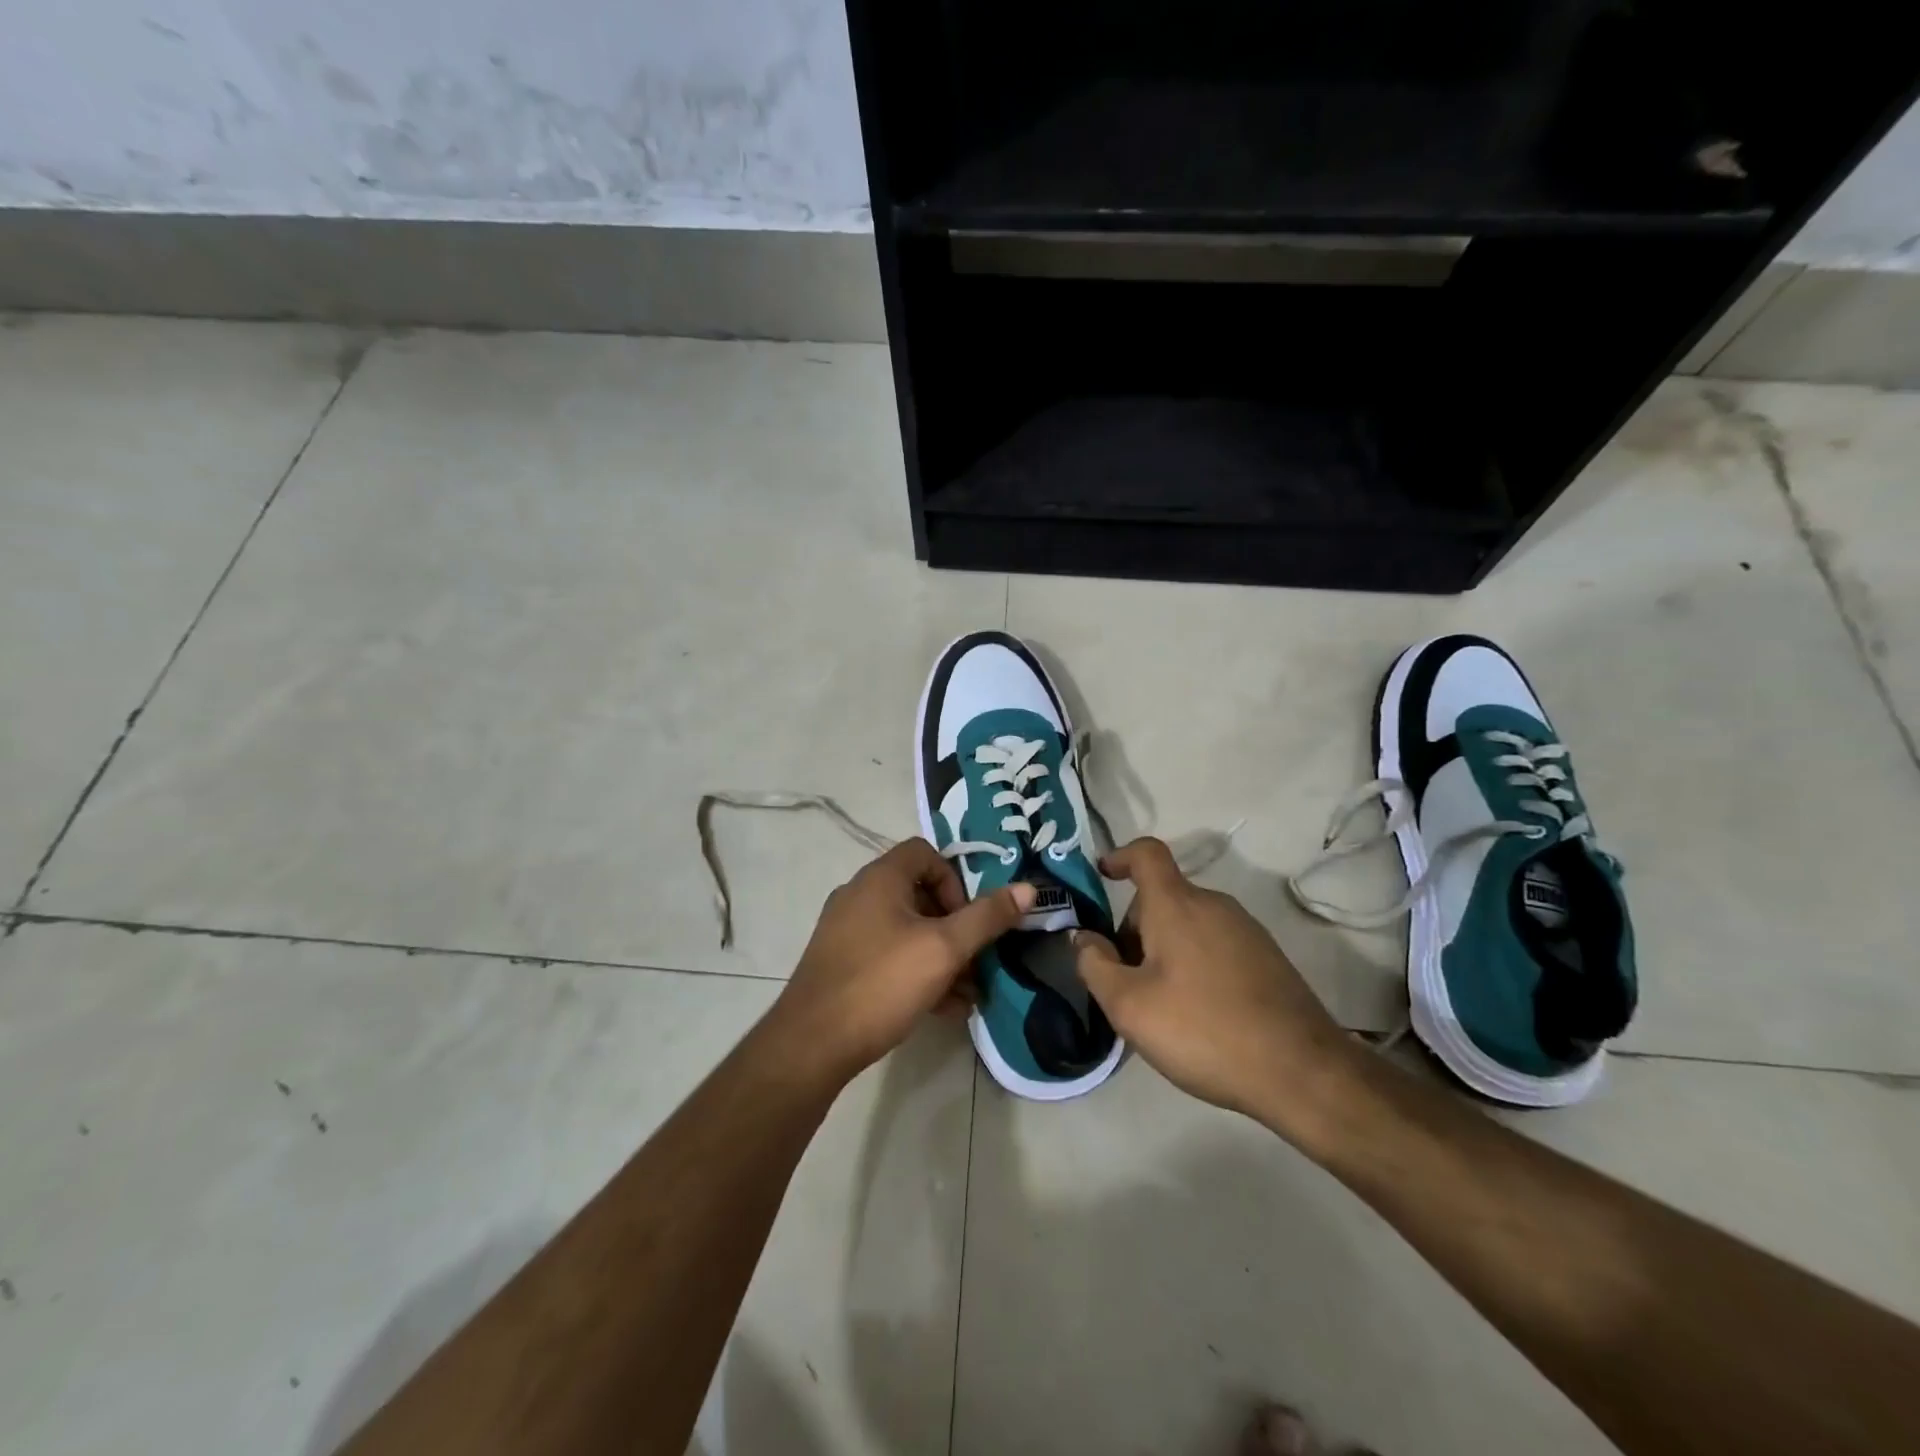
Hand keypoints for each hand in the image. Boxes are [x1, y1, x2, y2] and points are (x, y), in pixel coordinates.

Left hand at [765, 838, 1034, 1086]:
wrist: (812, 1044)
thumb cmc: (882, 983)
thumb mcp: (944, 949)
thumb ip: (987, 917)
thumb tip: (1027, 888)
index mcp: (880, 878)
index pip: (926, 853)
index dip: (955, 880)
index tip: (967, 919)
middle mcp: (860, 895)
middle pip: (919, 894)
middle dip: (955, 928)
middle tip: (975, 962)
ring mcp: (847, 930)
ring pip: (906, 931)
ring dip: (941, 956)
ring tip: (967, 994)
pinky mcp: (841, 963)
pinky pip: (888, 954)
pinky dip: (917, 972)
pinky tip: (942, 1009)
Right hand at [1073, 837, 1360, 1131]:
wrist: (1302, 1072)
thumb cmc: (1203, 1030)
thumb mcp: (1129, 1006)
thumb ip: (1095, 965)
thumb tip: (1084, 938)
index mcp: (1177, 904)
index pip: (1146, 853)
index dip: (1119, 856)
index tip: (1102, 876)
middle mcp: (1214, 904)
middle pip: (1163, 897)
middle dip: (1135, 929)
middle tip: (1124, 980)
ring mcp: (1247, 930)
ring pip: (1189, 923)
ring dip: (1164, 950)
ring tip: (1159, 1005)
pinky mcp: (1268, 958)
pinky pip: (1215, 944)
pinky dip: (1194, 963)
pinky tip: (1198, 1014)